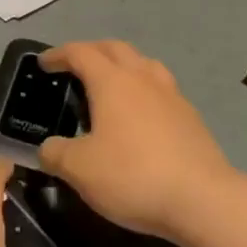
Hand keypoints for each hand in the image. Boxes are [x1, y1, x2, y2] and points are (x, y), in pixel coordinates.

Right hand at [37, 41, 233, 240]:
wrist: (202, 198)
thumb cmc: (133, 175)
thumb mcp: (80, 170)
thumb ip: (56, 154)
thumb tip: (47, 148)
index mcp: (112, 81)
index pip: (80, 53)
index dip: (59, 54)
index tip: (44, 63)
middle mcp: (142, 78)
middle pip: (114, 48)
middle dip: (91, 51)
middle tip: (74, 67)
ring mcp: (171, 94)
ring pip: (143, 63)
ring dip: (122, 64)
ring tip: (111, 84)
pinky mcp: (190, 116)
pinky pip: (161, 88)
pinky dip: (143, 89)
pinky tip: (140, 114)